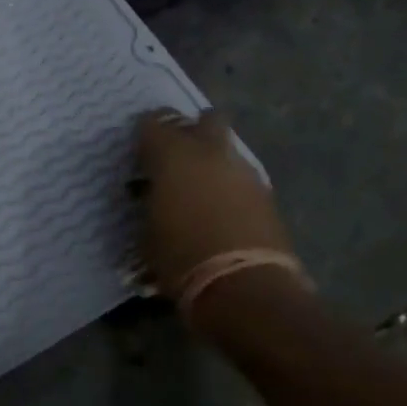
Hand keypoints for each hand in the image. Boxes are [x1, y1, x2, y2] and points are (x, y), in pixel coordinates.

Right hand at [134, 110, 293, 295]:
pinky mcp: (266, 193)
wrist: (243, 286)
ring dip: (213, 160)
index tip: (140, 158)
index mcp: (173, 154)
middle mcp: (209, 151)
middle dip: (191, 131)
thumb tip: (152, 197)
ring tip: (201, 189)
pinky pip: (242, 176)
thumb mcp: (147, 232)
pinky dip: (231, 185)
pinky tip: (222, 210)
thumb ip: (149, 204)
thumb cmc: (181, 257)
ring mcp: (243, 170)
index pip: (153, 123)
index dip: (145, 138)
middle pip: (205, 119)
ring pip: (227, 148)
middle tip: (177, 158)